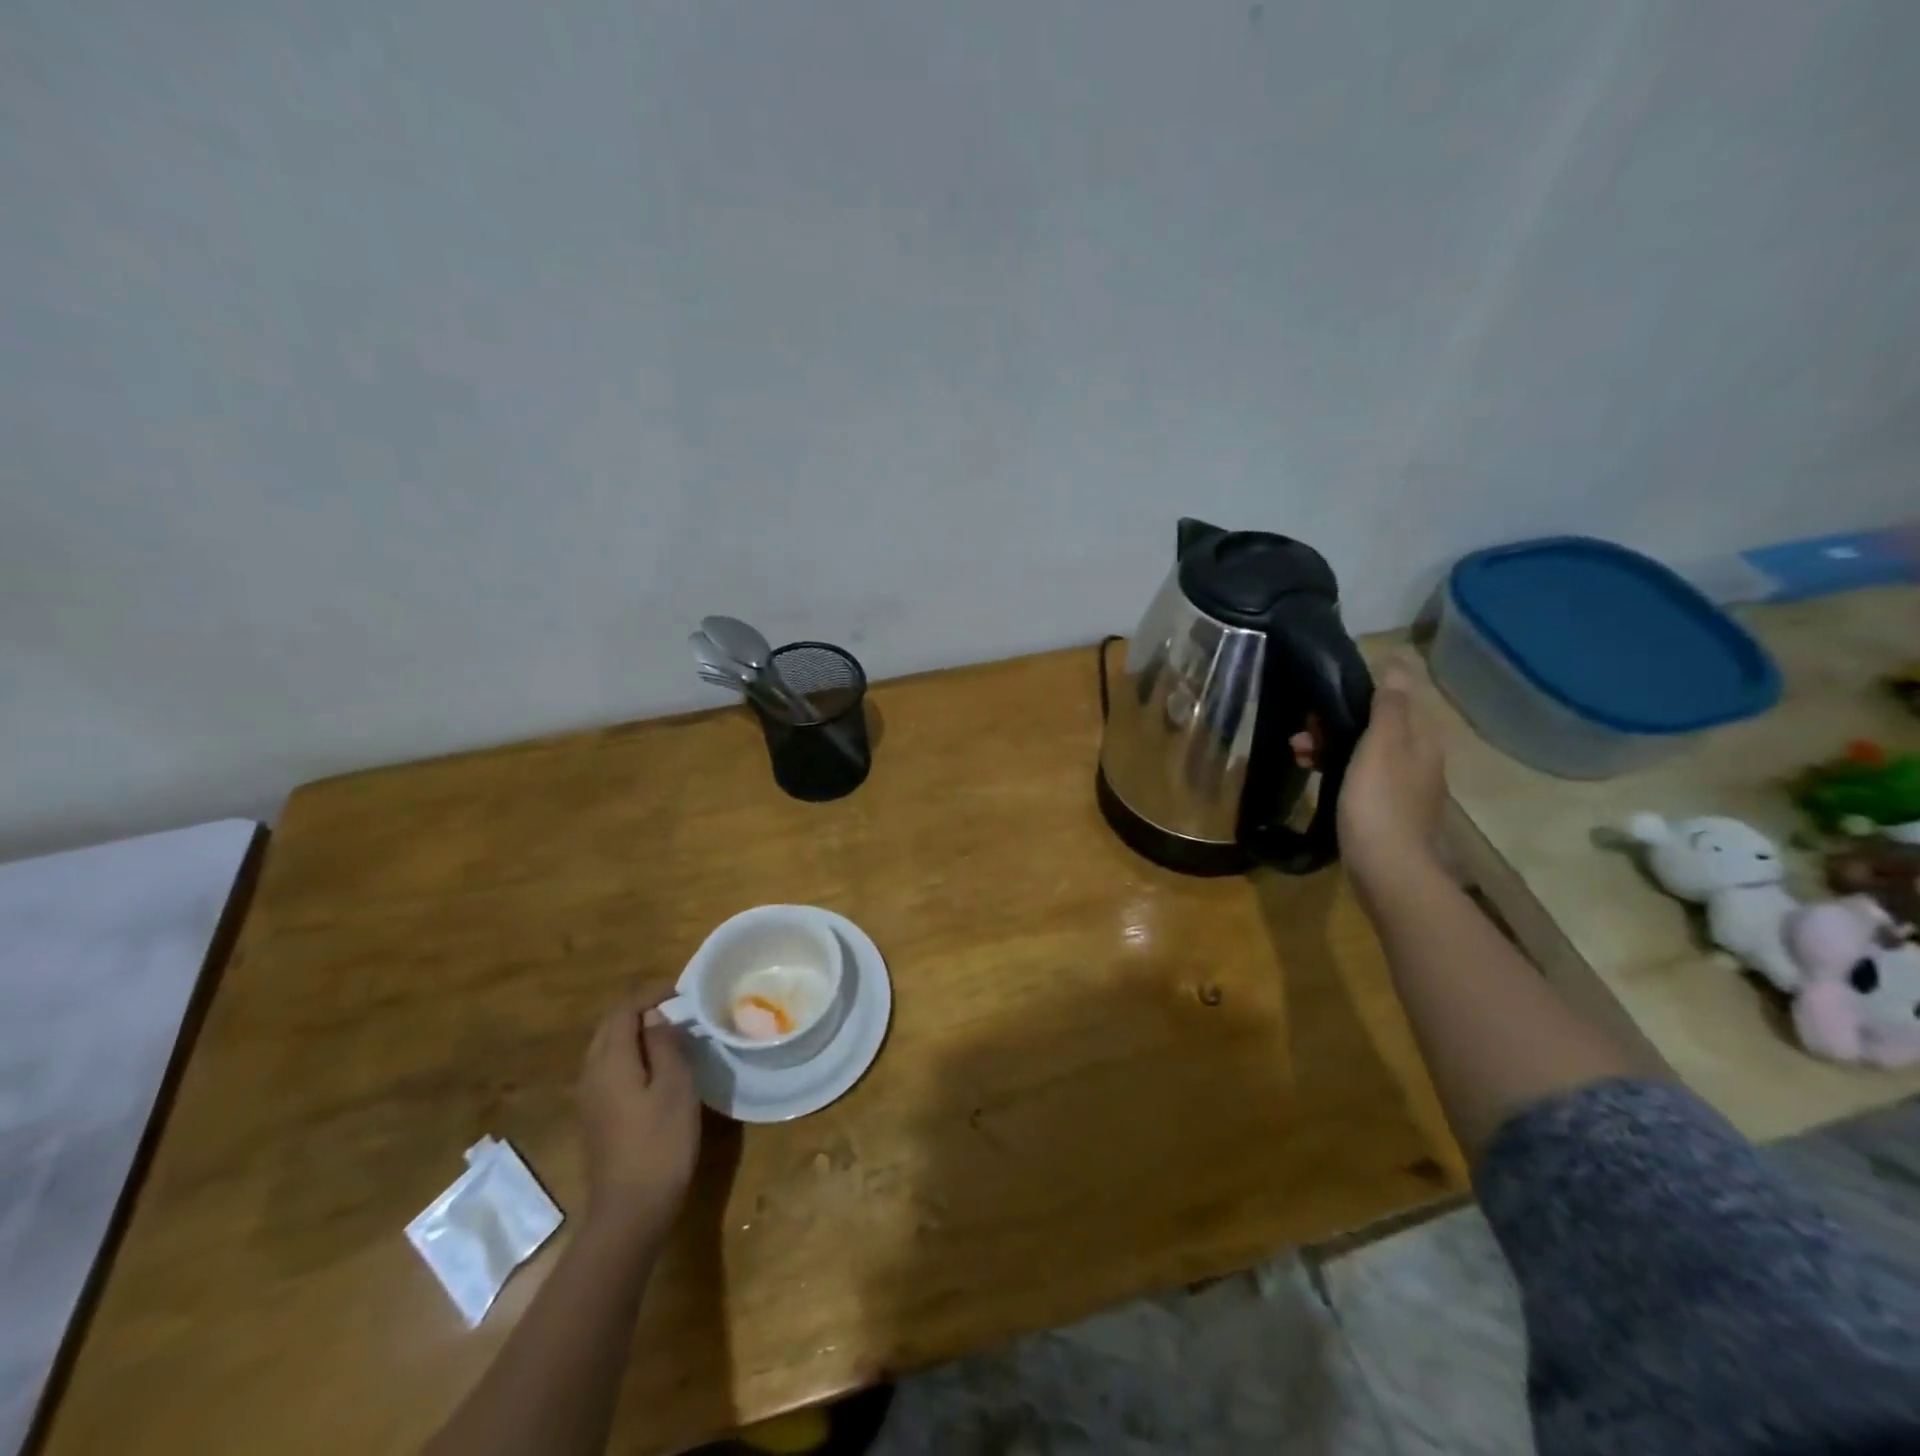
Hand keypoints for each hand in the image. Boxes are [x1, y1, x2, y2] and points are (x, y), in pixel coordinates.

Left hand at [577, 990, 700, 1233]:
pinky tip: (655, 1066)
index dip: (651, 994)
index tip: (682, 990)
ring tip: (671, 1031)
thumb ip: (665, 1045)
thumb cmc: (660, 1143)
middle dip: (641, 1009)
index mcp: (610, 1062)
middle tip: (678, 1007)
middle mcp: (591, 1074)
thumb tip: (656, 1017)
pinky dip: (631, 1054)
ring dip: (635, 1032)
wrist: (630, 1211)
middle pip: (610, 1027)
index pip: (624, 1010)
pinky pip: (609, 1069)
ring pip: (607, 1048)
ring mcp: (589, 1098)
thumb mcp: (675, 1087)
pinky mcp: (595, 1118)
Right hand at [1292, 659, 1446, 889]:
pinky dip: (1335, 771)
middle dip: (1336, 722)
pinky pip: (1359, 777)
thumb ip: (1389, 705)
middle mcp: (1419, 760)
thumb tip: (1396, 664)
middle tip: (1300, 731)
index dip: (1358, 693)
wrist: (1387, 868)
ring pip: (1363, 753)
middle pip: (1376, 727)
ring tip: (1296, 754)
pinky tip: (1312, 777)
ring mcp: (1404, 788)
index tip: (1323, 696)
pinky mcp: (1386, 812)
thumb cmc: (1379, 801)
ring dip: (1330, 747)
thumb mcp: (1381, 744)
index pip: (1395, 699)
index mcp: (1422, 740)